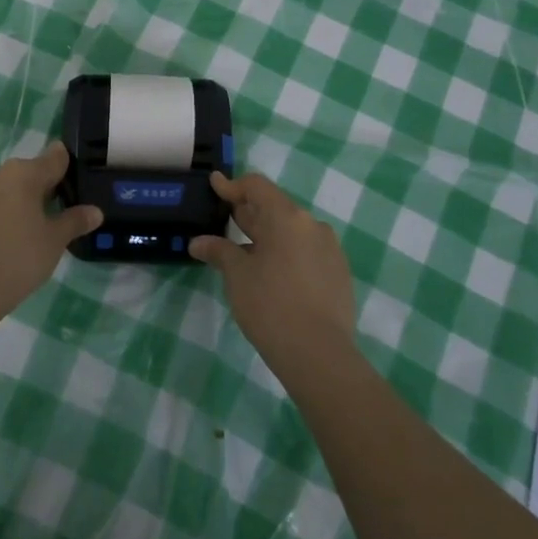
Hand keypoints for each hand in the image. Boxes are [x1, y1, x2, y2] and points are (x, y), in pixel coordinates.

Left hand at [0, 142, 102, 324]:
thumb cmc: (17, 259)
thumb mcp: (54, 241)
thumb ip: (75, 221)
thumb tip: (95, 211)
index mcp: (24, 173)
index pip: (55, 157)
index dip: (69, 167)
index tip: (79, 183)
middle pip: (30, 173)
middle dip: (46, 189)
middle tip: (61, 215)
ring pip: (8, 191)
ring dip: (22, 204)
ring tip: (34, 232)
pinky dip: (2, 218)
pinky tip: (7, 244)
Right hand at [190, 171, 358, 379]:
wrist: (319, 354)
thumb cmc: (270, 306)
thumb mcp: (237, 276)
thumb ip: (219, 252)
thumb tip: (199, 243)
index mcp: (287, 217)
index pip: (257, 187)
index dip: (232, 185)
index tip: (215, 184)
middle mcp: (312, 225)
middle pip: (275, 208)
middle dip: (248, 213)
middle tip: (225, 219)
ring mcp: (330, 249)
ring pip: (292, 232)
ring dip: (268, 236)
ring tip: (246, 252)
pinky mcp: (338, 273)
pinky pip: (307, 252)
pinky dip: (286, 254)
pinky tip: (272, 275)